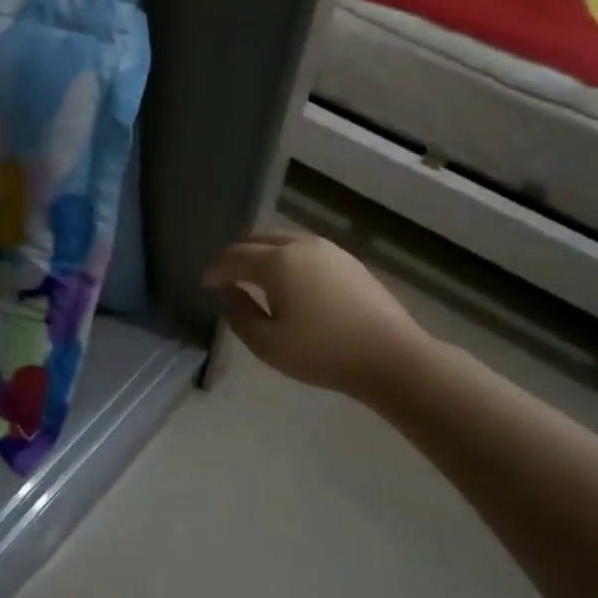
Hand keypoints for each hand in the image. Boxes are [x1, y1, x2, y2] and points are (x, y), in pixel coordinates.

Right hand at [203, 231, 439, 404]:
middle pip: (258, 240)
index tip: (206, 284)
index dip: (215, 269)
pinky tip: (290, 284)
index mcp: (277, 262)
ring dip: (263, 255)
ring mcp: (329, 250)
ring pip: (283, 241)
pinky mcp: (348, 260)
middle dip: (238, 256)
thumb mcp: (267, 343)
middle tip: (227, 279)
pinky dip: (286, 259)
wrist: (392, 358)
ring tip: (256, 280)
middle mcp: (301, 245)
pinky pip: (304, 250)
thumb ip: (238, 314)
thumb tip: (227, 292)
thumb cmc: (323, 353)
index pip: (234, 256)